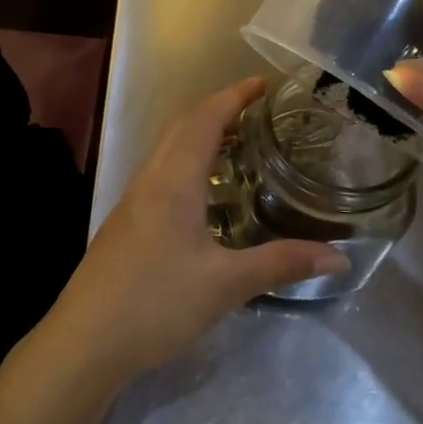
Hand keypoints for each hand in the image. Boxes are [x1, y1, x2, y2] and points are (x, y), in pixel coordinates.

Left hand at [43, 78, 350, 379]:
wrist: (85, 340)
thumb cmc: (156, 302)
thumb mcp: (225, 285)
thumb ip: (280, 264)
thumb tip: (338, 257)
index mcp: (173, 180)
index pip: (205, 119)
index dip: (234, 97)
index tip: (263, 83)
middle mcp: (150, 179)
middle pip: (182, 126)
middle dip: (218, 110)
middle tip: (257, 112)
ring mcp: (132, 201)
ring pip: (168, 150)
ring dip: (199, 136)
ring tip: (238, 146)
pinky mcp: (125, 223)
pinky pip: (161, 174)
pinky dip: (187, 163)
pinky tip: (204, 196)